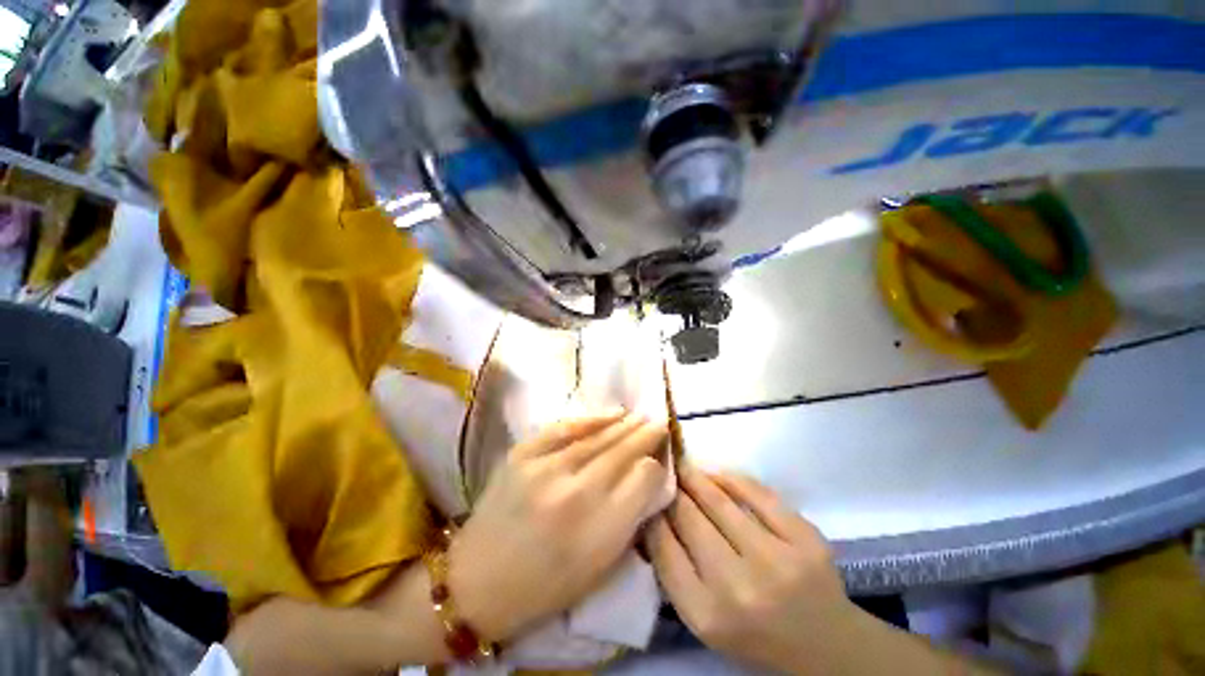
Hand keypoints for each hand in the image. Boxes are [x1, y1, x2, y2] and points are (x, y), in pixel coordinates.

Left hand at [449, 410, 669, 641]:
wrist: (477, 582)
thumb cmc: (545, 586)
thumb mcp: (598, 567)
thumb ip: (628, 518)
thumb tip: (647, 475)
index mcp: (597, 533)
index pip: (642, 482)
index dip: (655, 465)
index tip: (662, 455)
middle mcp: (574, 495)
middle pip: (621, 454)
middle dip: (645, 436)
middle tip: (660, 422)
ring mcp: (544, 469)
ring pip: (596, 438)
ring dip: (623, 425)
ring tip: (639, 416)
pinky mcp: (522, 454)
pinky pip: (564, 428)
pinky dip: (591, 419)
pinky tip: (610, 413)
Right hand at [646, 468, 857, 673]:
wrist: (826, 647)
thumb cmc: (754, 636)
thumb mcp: (704, 621)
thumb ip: (676, 572)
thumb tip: (655, 515)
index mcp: (707, 615)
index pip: (664, 548)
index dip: (652, 515)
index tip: (647, 497)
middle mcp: (739, 587)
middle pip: (689, 518)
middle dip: (672, 490)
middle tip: (663, 473)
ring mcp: (776, 560)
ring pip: (719, 501)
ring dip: (695, 478)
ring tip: (684, 467)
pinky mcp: (805, 539)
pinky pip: (757, 494)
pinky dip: (730, 478)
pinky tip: (716, 474)